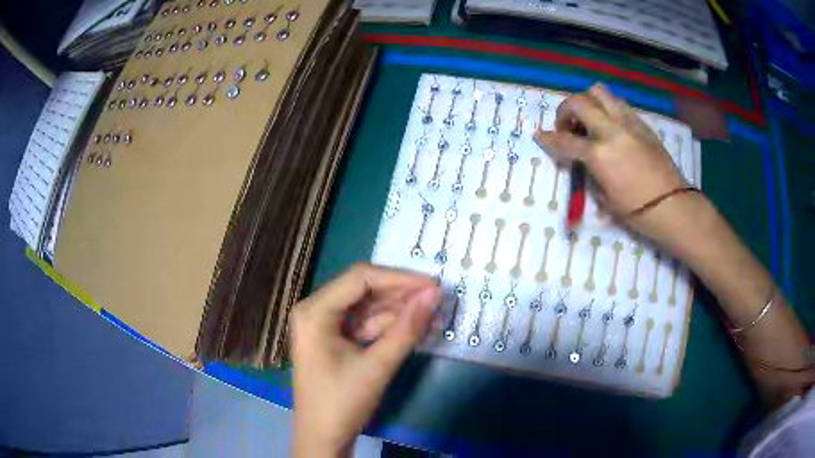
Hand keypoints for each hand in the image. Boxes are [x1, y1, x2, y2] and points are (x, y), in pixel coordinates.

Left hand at [291, 263, 440, 456]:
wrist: (323, 438)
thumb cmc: (342, 403)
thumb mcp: (377, 366)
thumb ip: (407, 328)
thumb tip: (434, 294)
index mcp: (314, 311)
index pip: (360, 278)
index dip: (399, 278)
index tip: (433, 285)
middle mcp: (315, 310)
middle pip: (362, 289)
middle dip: (399, 294)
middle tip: (436, 297)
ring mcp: (323, 325)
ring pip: (365, 306)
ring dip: (396, 309)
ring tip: (430, 310)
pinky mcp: (333, 339)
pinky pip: (363, 323)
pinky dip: (387, 325)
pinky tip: (412, 325)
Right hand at [534, 83, 692, 240]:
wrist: (672, 205)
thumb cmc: (637, 211)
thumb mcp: (605, 198)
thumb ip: (590, 172)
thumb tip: (584, 160)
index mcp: (599, 154)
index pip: (565, 141)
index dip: (548, 139)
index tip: (539, 135)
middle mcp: (611, 130)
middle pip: (579, 101)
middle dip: (565, 110)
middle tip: (567, 125)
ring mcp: (628, 123)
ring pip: (599, 92)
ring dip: (587, 102)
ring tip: (589, 119)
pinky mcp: (641, 123)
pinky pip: (618, 104)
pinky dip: (607, 109)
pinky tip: (610, 126)